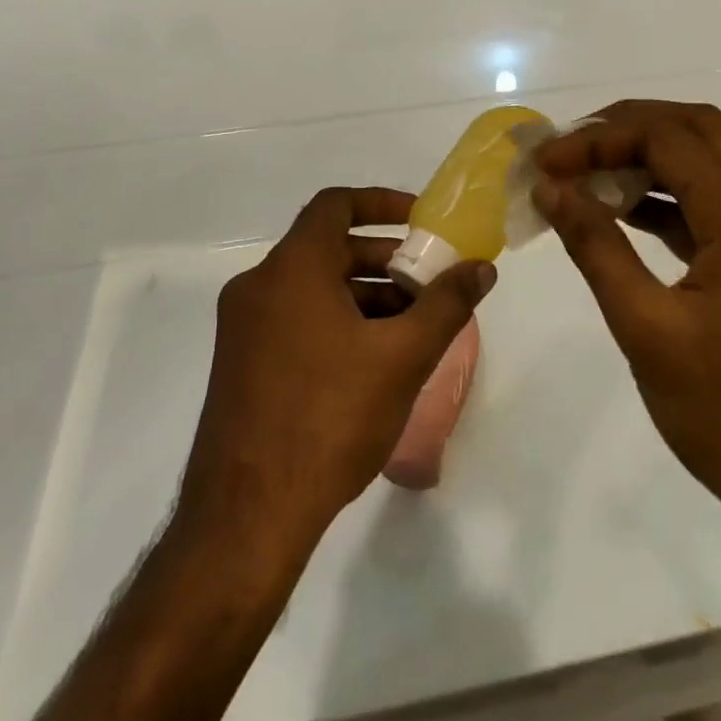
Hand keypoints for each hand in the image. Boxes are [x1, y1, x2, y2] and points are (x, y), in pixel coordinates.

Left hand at [178, 187, 495, 545]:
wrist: (246, 517)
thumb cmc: (330, 418)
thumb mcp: (403, 357)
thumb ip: (447, 304)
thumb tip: (482, 268)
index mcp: (292, 269)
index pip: (336, 205)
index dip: (382, 203)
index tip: (421, 223)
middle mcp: (258, 287)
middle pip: (328, 248)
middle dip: (384, 259)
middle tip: (428, 284)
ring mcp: (242, 328)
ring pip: (313, 288)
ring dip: (364, 295)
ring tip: (410, 329)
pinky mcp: (238, 364)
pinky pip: (295, 319)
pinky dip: (335, 321)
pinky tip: (371, 362)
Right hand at [535, 102, 720, 534]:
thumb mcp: (646, 329)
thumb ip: (596, 247)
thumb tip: (550, 189)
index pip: (667, 137)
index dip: (598, 139)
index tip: (545, 162)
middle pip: (697, 127)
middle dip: (627, 127)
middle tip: (569, 151)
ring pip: (711, 158)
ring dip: (650, 155)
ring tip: (588, 175)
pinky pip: (719, 200)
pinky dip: (672, 193)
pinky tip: (626, 212)